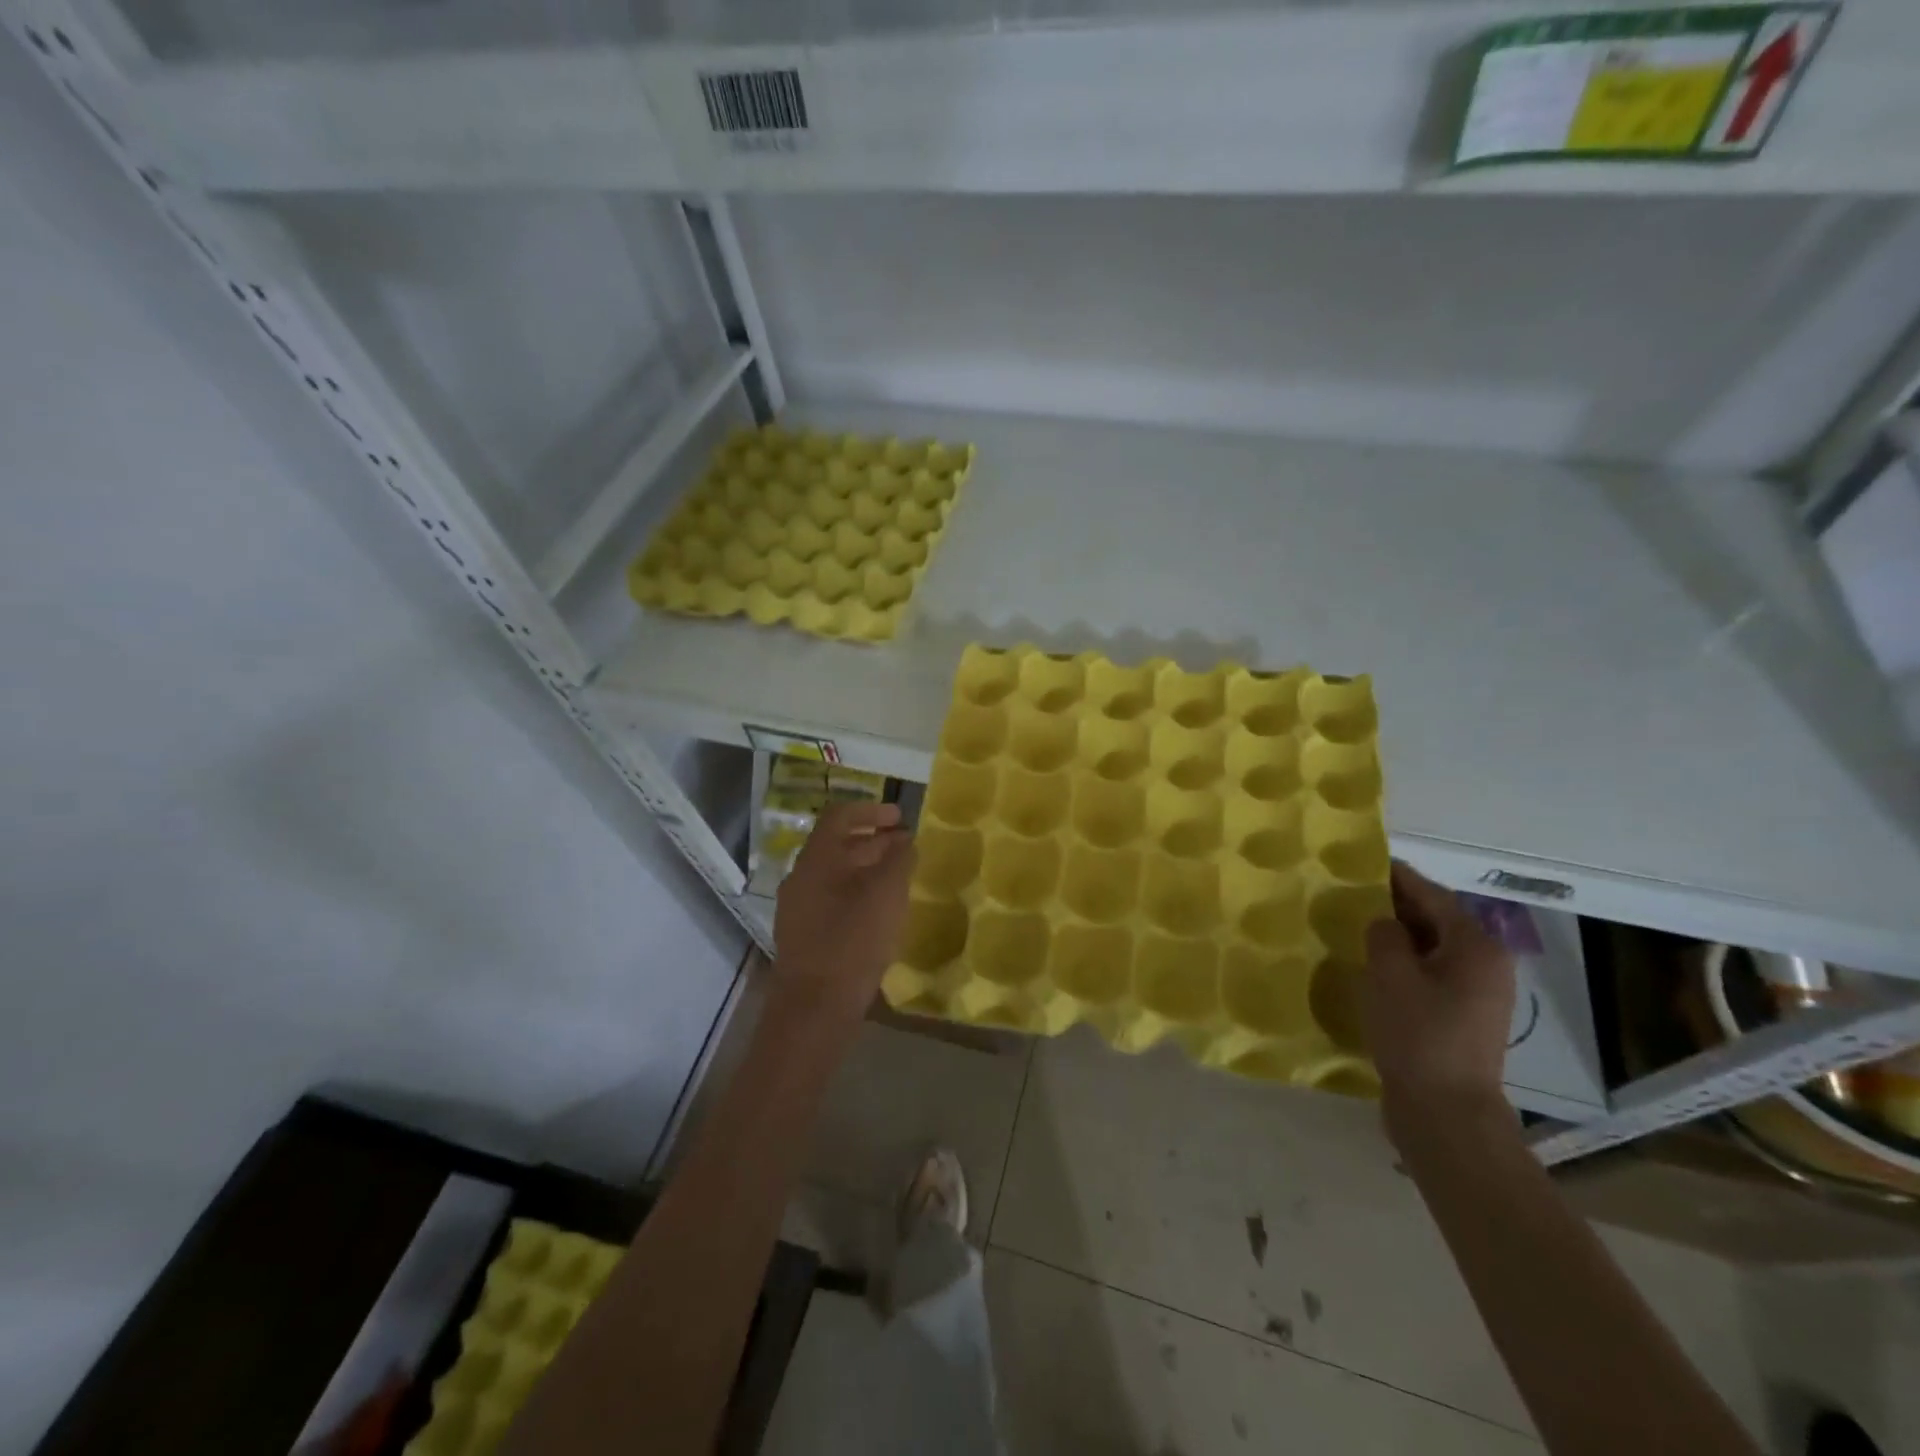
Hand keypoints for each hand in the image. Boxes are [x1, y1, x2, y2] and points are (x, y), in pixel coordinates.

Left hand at [773, 800, 915, 1025]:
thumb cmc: (852, 941)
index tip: (900, 817)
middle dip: (875, 841)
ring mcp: (800, 908)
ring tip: (901, 877)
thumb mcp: (886, 894)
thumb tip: (905, 841)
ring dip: (869, 869)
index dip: (871, 810)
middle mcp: (802, 877)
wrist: (815, 1008)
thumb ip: (899, 860)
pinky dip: (859, 893)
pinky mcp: (805, 935)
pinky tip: (883, 911)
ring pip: (837, 875)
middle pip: (838, 845)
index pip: (840, 816)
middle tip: (908, 846)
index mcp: (816, 859)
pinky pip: (834, 900)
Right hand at [1363, 861, 1515, 1146]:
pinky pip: (1431, 974)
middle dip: (1398, 905)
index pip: (1434, 895)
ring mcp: (1478, 995)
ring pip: (1433, 948)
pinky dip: (1406, 962)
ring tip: (1358, 925)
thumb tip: (1384, 924)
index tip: (1367, 862)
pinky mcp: (1463, 1018)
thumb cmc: (1418, 1033)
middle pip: (1438, 920)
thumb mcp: (1389, 973)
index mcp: (1475, 947)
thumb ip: (1384, 934)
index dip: (1399, 877)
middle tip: (1354, 893)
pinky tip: (1374, 967)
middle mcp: (1486, 965)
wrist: (1446, 1111)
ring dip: (1400, 935)